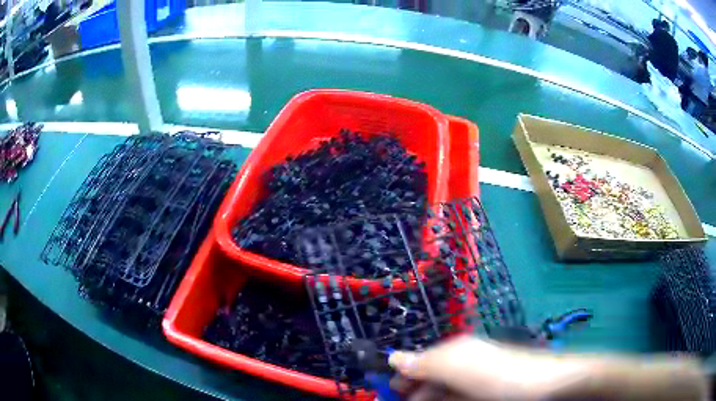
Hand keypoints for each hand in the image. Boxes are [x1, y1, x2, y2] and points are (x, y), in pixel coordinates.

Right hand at [388, 335, 588, 400]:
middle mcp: (462, 364)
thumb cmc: (497, 375)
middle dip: (413, 393)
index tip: (387, 392)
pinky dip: (446, 400)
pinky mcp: (481, 395)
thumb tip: (393, 358)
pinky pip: (456, 397)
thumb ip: (424, 362)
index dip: (402, 377)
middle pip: (428, 380)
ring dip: (428, 399)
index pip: (418, 361)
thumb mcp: (457, 366)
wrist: (544, 386)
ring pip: (441, 393)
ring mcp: (473, 382)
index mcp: (455, 352)